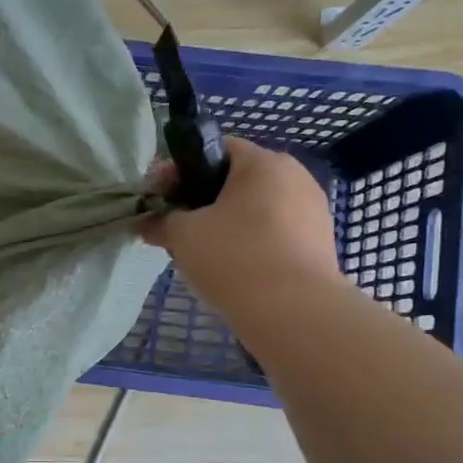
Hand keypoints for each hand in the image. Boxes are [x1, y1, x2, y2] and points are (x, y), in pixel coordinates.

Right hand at [141, 138, 340, 317]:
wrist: (294, 313)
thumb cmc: (234, 257)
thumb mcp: (183, 234)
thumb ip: (161, 220)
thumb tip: (145, 222)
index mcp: (264, 162)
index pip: (215, 149)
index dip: (179, 170)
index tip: (158, 197)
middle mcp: (294, 177)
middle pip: (234, 180)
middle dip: (200, 200)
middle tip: (173, 228)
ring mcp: (312, 211)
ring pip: (253, 209)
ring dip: (223, 224)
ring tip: (199, 253)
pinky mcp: (318, 244)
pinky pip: (272, 233)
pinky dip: (247, 243)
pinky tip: (229, 269)